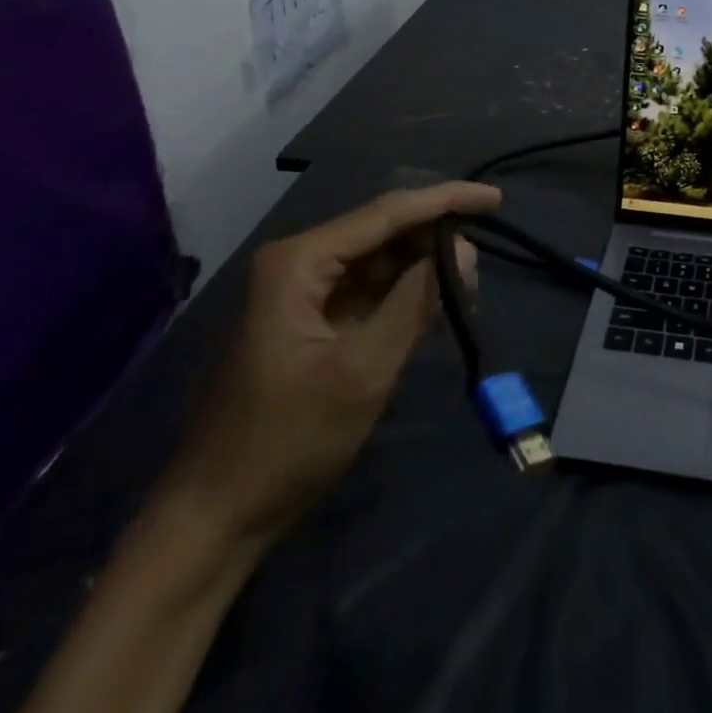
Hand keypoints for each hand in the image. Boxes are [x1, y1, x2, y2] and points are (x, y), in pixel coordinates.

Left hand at [161, 181, 500, 546]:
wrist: (216, 513)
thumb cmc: (289, 440)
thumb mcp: (364, 369)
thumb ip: (416, 300)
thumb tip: (464, 249)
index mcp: (300, 262)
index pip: (387, 212)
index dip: (446, 200)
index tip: (495, 199)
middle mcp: (297, 262)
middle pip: (382, 230)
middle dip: (434, 239)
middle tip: (481, 265)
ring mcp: (299, 291)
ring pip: (377, 259)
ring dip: (421, 267)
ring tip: (466, 290)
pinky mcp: (307, 319)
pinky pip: (365, 289)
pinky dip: (402, 293)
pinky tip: (433, 304)